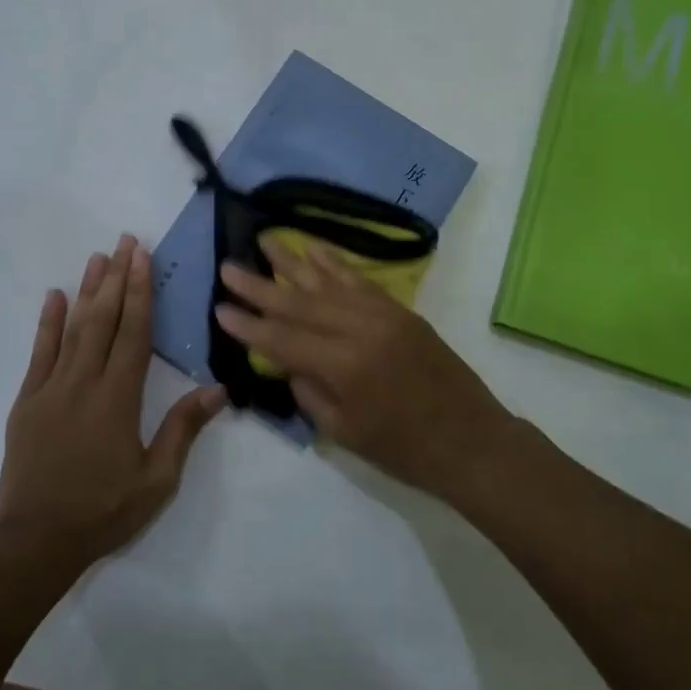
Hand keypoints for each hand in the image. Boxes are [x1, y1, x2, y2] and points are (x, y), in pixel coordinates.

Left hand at [0, 235, 224, 562]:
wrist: (34, 541)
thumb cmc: (103, 510)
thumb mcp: (157, 479)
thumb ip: (184, 429)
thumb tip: (218, 388)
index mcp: (119, 397)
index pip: (134, 332)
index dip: (141, 291)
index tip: (143, 257)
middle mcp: (84, 382)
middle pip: (104, 319)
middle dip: (117, 277)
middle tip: (125, 241)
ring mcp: (51, 389)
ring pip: (73, 328)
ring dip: (88, 290)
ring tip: (97, 257)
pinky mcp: (27, 402)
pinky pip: (39, 353)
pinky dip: (48, 323)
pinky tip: (54, 297)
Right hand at [215, 236, 512, 500]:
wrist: (472, 440)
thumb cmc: (405, 450)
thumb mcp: (345, 432)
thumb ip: (310, 391)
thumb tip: (286, 360)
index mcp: (344, 367)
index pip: (283, 340)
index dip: (249, 325)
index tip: (219, 307)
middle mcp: (361, 330)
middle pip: (300, 303)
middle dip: (260, 286)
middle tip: (228, 267)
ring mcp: (384, 315)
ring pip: (328, 283)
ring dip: (293, 260)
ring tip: (264, 239)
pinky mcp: (400, 310)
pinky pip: (360, 280)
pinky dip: (335, 263)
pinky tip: (313, 248)